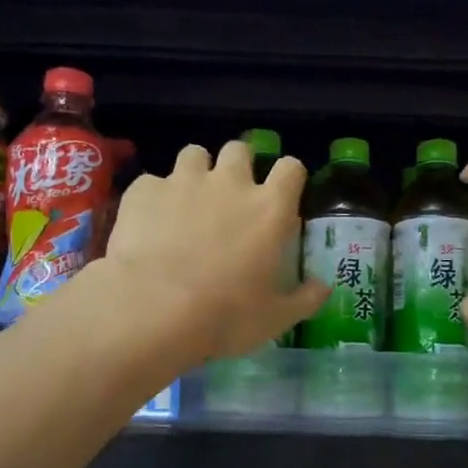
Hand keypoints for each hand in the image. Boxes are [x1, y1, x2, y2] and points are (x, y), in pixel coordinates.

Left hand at [101, 140, 329, 361]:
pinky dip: (154, 198)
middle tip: (231, 196)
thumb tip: (323, 287)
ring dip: (196, 172)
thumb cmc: (226, 315)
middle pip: (240, 150)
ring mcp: (184, 181)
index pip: (291, 168)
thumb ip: (305, 298)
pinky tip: (149, 224)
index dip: (288, 177)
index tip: (282, 195)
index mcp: (269, 208)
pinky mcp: (144, 191)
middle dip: (238, 166)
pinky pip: (152, 183)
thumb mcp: (276, 317)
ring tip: (188, 201)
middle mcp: (230, 182)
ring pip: (194, 154)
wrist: (154, 309)